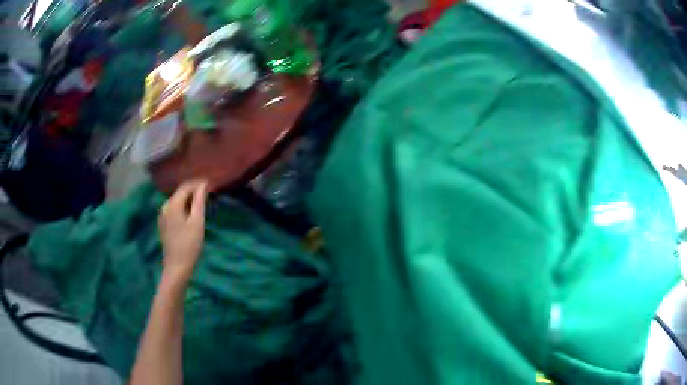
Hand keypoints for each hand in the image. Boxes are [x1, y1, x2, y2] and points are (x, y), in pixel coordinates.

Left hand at [158, 180, 207, 280]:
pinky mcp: (163, 223)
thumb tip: (204, 185)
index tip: (211, 185)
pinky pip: (174, 209)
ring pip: (177, 200)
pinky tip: (191, 213)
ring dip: (189, 199)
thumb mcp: (197, 222)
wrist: (177, 266)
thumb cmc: (189, 245)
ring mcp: (162, 215)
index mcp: (172, 204)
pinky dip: (183, 207)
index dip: (198, 184)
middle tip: (208, 194)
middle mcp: (165, 206)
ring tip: (202, 203)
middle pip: (180, 192)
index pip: (186, 186)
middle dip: (194, 191)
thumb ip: (200, 201)